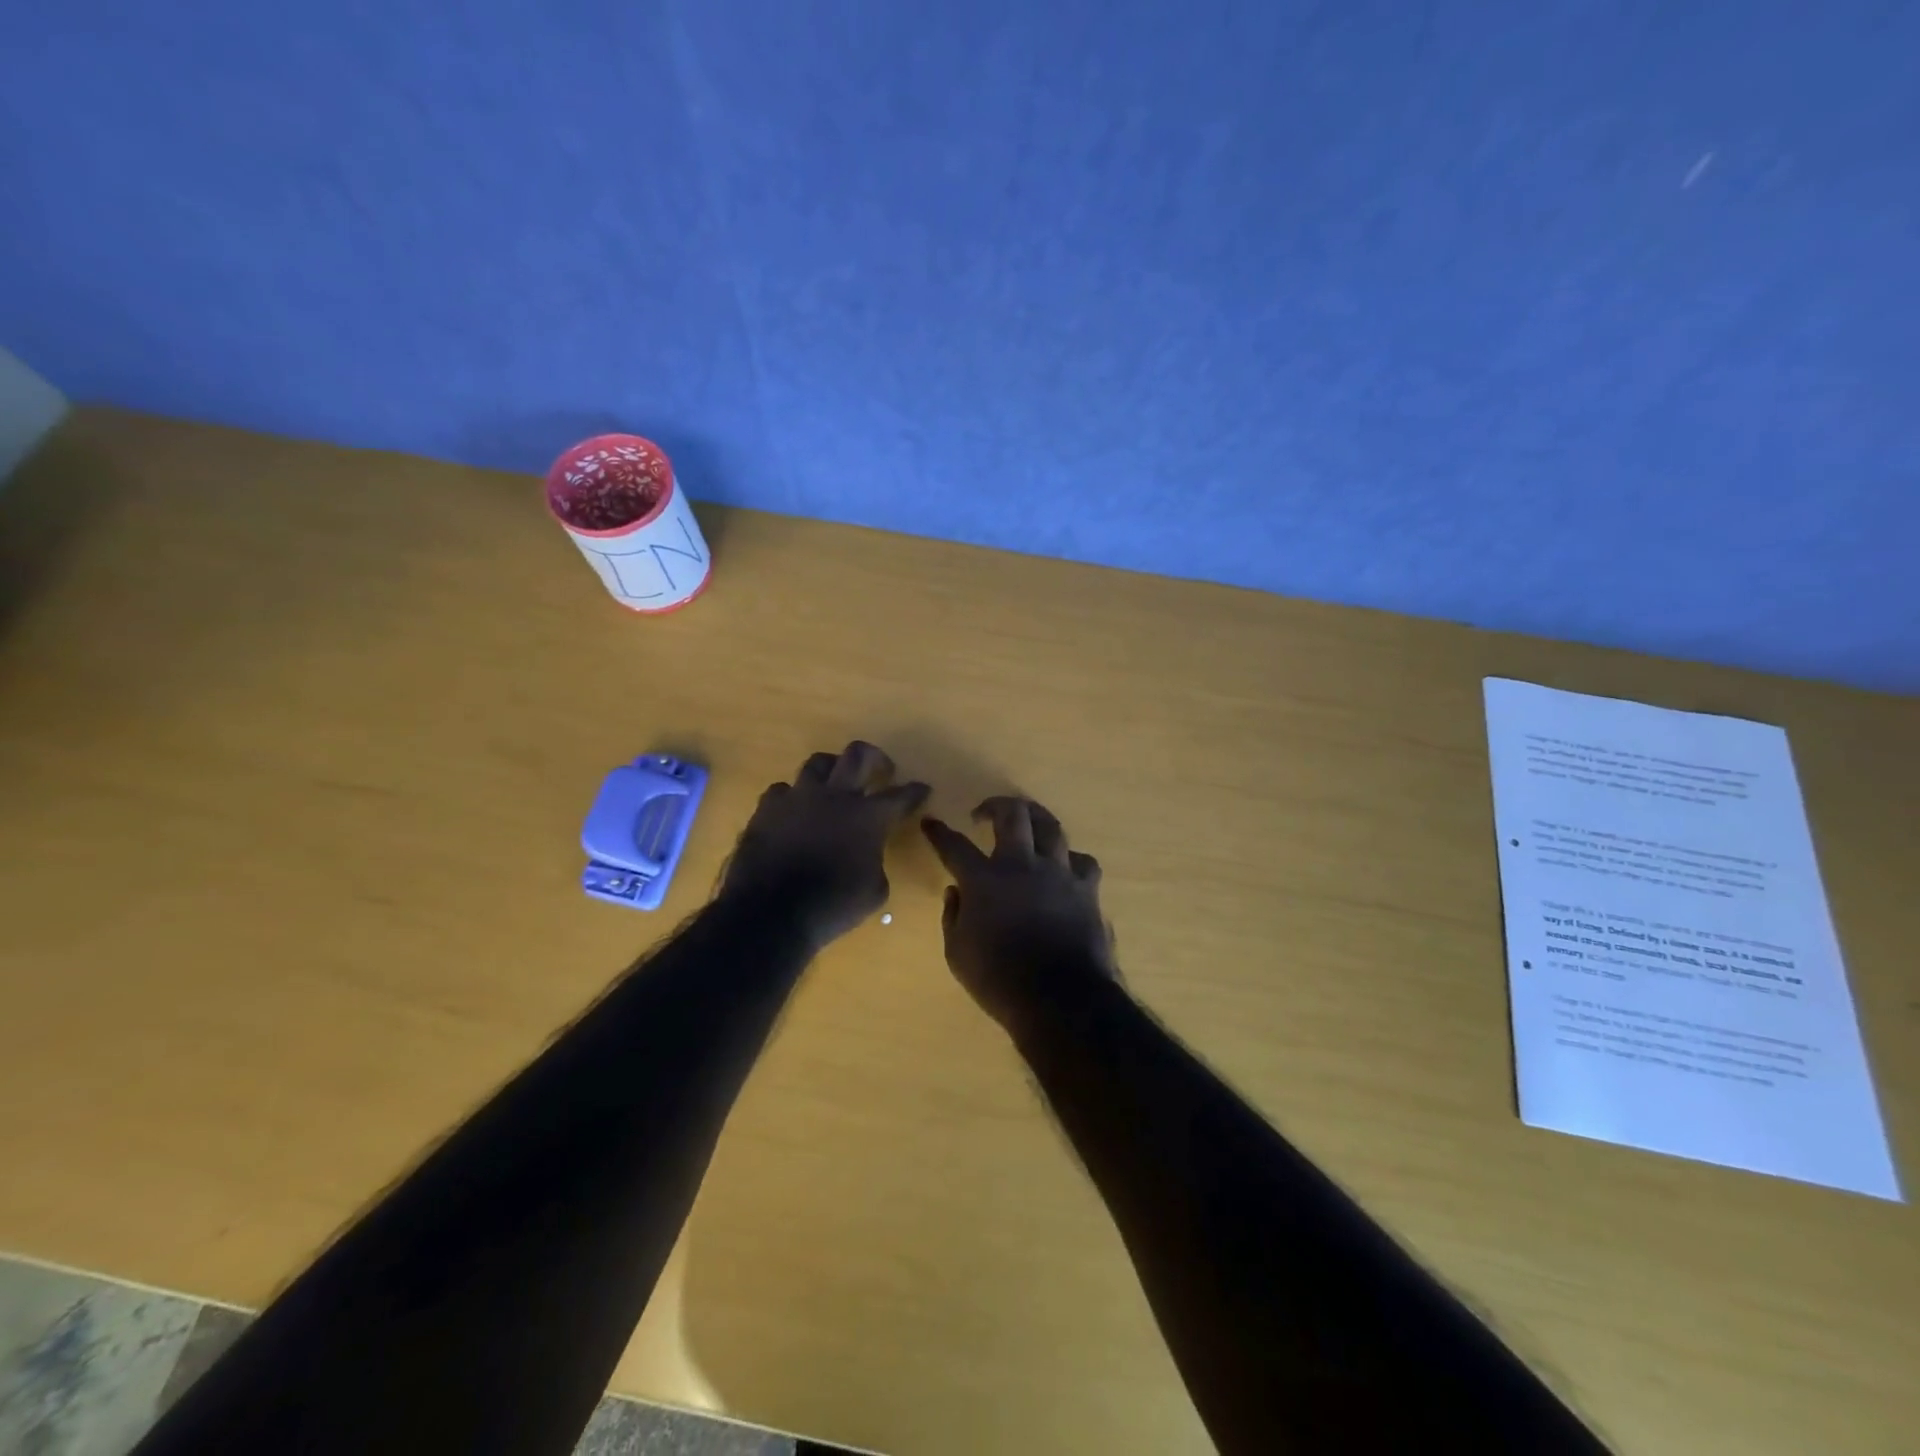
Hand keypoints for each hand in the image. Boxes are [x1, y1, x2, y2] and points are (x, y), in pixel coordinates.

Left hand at [722, 742, 929, 947]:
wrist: (771, 912)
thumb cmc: (832, 906)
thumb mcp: (874, 891)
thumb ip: (877, 861)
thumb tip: (869, 854)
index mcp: (868, 816)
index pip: (900, 796)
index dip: (915, 791)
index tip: (922, 788)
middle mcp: (835, 796)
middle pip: (858, 754)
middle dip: (875, 757)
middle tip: (880, 769)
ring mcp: (798, 797)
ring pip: (818, 762)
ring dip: (832, 770)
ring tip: (834, 783)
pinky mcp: (767, 808)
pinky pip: (783, 790)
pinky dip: (793, 798)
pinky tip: (795, 811)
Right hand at [921, 797, 1117, 1034]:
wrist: (1060, 1000)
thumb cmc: (999, 980)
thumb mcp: (957, 954)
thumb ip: (953, 916)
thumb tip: (956, 891)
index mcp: (984, 880)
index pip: (954, 846)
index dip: (939, 832)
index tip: (930, 822)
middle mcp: (1022, 865)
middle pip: (1012, 815)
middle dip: (995, 805)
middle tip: (984, 813)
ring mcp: (1058, 873)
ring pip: (1050, 826)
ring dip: (1034, 817)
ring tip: (1026, 820)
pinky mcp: (1086, 889)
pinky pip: (1082, 861)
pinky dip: (1070, 859)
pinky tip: (1064, 866)